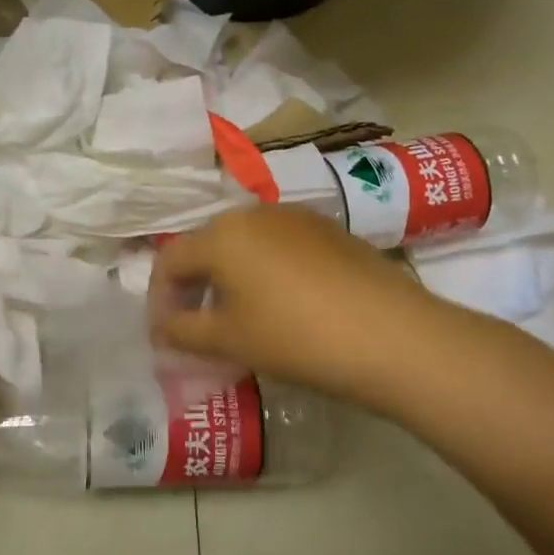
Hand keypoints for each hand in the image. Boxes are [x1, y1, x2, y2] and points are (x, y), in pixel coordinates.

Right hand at [152, 205, 436, 404]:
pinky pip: (279, 246)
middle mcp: (254, 213)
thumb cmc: (296, 337)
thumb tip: (161, 329)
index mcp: (221, 234)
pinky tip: (285, 305)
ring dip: (230, 277)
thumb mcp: (230, 341)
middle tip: (197, 326)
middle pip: (207, 246)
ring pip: (244, 244)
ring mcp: (296, 217)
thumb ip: (183, 332)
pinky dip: (266, 271)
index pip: (170, 259)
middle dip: (194, 285)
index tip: (165, 334)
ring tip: (240, 317)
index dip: (160, 298)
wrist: (393, 335)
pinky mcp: (330, 230)